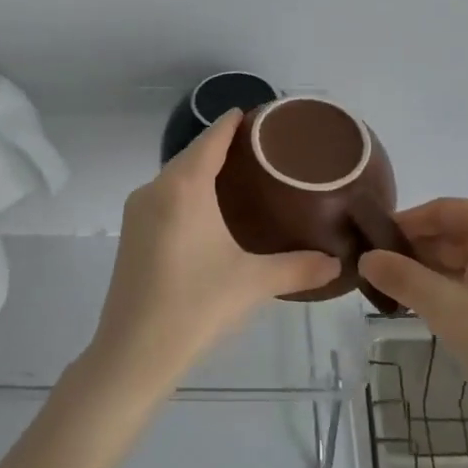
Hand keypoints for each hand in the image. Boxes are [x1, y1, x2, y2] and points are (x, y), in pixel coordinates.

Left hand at [82, 110, 338, 405]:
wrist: (132, 353)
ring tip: (242, 175)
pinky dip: (188, 191)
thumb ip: (299, 268)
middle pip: (192, 154)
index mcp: (183, 187)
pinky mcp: (131, 233)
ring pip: (176, 176)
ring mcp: (138, 211)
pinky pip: (165, 196)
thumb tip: (337, 263)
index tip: (260, 114)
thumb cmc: (195, 306)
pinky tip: (210, 209)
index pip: (212, 138)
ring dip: (204, 169)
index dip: (234, 122)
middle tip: (263, 149)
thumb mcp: (253, 283)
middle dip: (223, 145)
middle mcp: (155, 189)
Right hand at [361, 199, 467, 439]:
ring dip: (438, 271)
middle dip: (419, 252)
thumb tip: (367, 258)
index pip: (443, 210)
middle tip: (381, 275)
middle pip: (459, 232)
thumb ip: (402, 278)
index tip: (372, 244)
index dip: (404, 224)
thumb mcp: (446, 310)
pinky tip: (440, 309)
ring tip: (402, 295)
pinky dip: (463, 286)